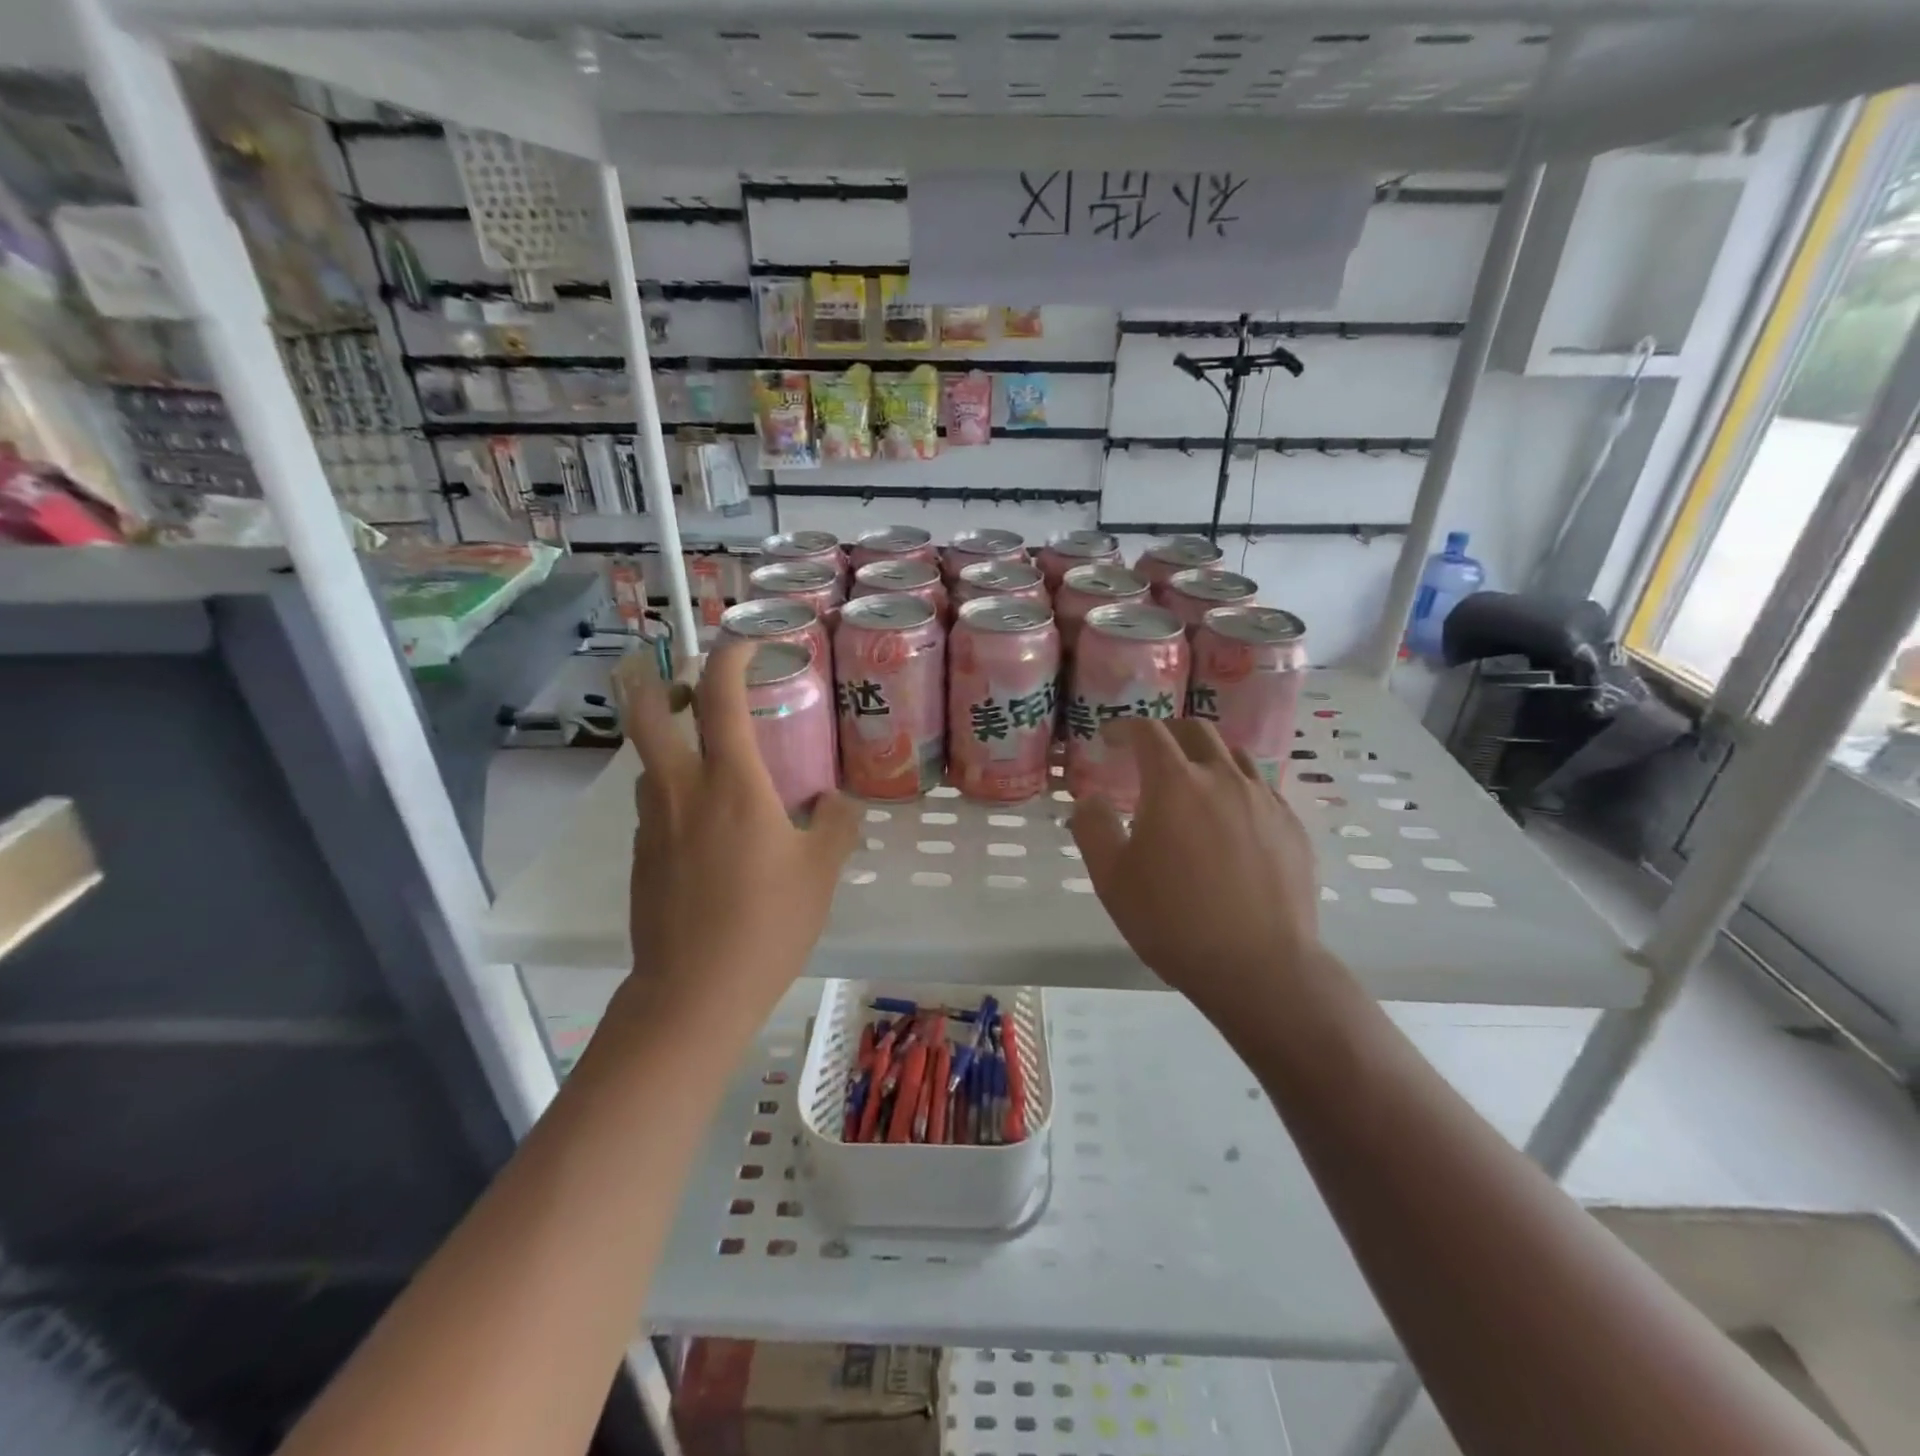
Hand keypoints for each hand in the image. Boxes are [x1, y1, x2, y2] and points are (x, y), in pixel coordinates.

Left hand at [618, 643, 859, 1014]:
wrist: (693, 992)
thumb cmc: (767, 924)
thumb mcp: (819, 872)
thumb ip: (834, 825)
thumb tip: (834, 803)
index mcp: (732, 784)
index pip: (722, 698)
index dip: (732, 658)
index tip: (747, 646)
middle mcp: (682, 791)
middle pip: (648, 714)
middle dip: (664, 686)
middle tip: (693, 689)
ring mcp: (652, 824)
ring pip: (649, 764)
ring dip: (672, 749)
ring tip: (711, 768)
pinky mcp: (640, 857)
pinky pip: (653, 808)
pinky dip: (674, 797)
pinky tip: (706, 832)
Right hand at [1069, 719, 1326, 1007]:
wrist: (1260, 967)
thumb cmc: (1174, 921)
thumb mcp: (1112, 879)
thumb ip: (1092, 828)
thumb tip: (1089, 799)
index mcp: (1175, 784)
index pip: (1148, 731)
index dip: (1124, 727)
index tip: (1109, 738)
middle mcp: (1223, 778)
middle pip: (1196, 730)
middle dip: (1167, 732)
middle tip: (1149, 752)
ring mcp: (1264, 800)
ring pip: (1235, 756)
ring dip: (1207, 757)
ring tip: (1193, 782)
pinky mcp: (1293, 827)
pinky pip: (1262, 789)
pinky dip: (1238, 788)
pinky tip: (1230, 820)